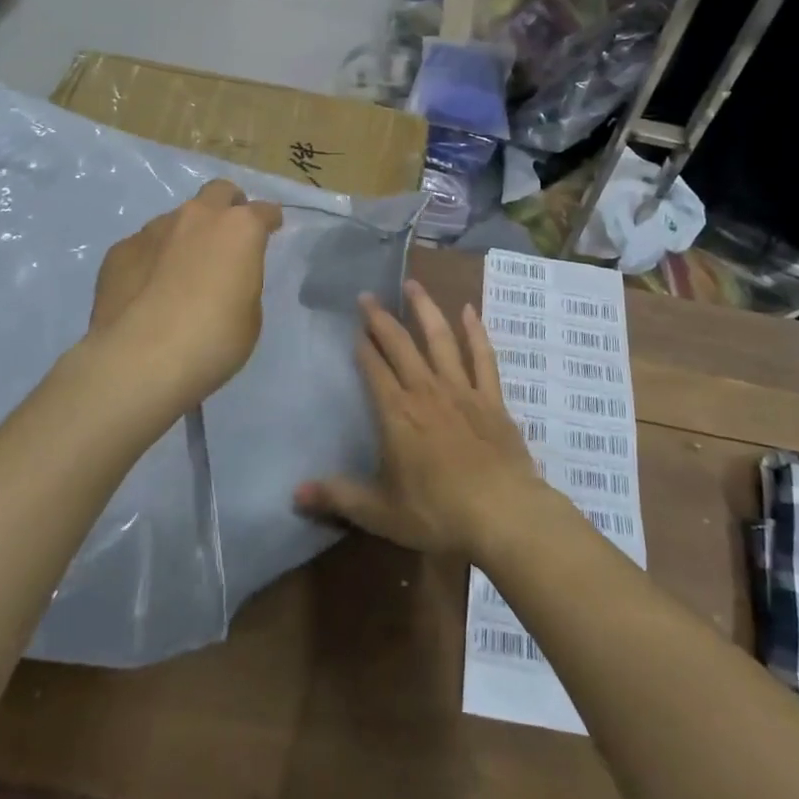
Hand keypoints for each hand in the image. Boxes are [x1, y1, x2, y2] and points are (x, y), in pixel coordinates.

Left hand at [85, 179, 282, 418]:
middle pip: (218, 192)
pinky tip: (147, 291)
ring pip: (177, 219)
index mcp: (239, 230)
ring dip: (186, 236)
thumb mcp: (249, 318)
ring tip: (181, 271)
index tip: (272, 228)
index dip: (270, 219)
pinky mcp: (119, 251)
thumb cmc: (212, 340)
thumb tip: (225, 281)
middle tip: (229, 233)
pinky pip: (144, 246)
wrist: (138, 360)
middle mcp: (196, 218)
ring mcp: (153, 230)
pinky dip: (152, 260)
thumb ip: (242, 285)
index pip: (264, 211)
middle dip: (228, 205)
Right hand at [294, 279, 543, 556]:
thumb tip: (294, 493)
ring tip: (412, 284)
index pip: (374, 368)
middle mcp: (426, 391)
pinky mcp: (492, 398)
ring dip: (425, 309)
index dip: (363, 346)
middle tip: (368, 295)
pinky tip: (469, 310)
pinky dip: (475, 332)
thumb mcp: (381, 512)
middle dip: (381, 319)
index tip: (353, 326)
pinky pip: (482, 357)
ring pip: (440, 339)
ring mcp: (462, 390)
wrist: (504, 514)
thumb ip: (339, 496)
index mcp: (397, 414)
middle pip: (400, 345)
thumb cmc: (438, 513)